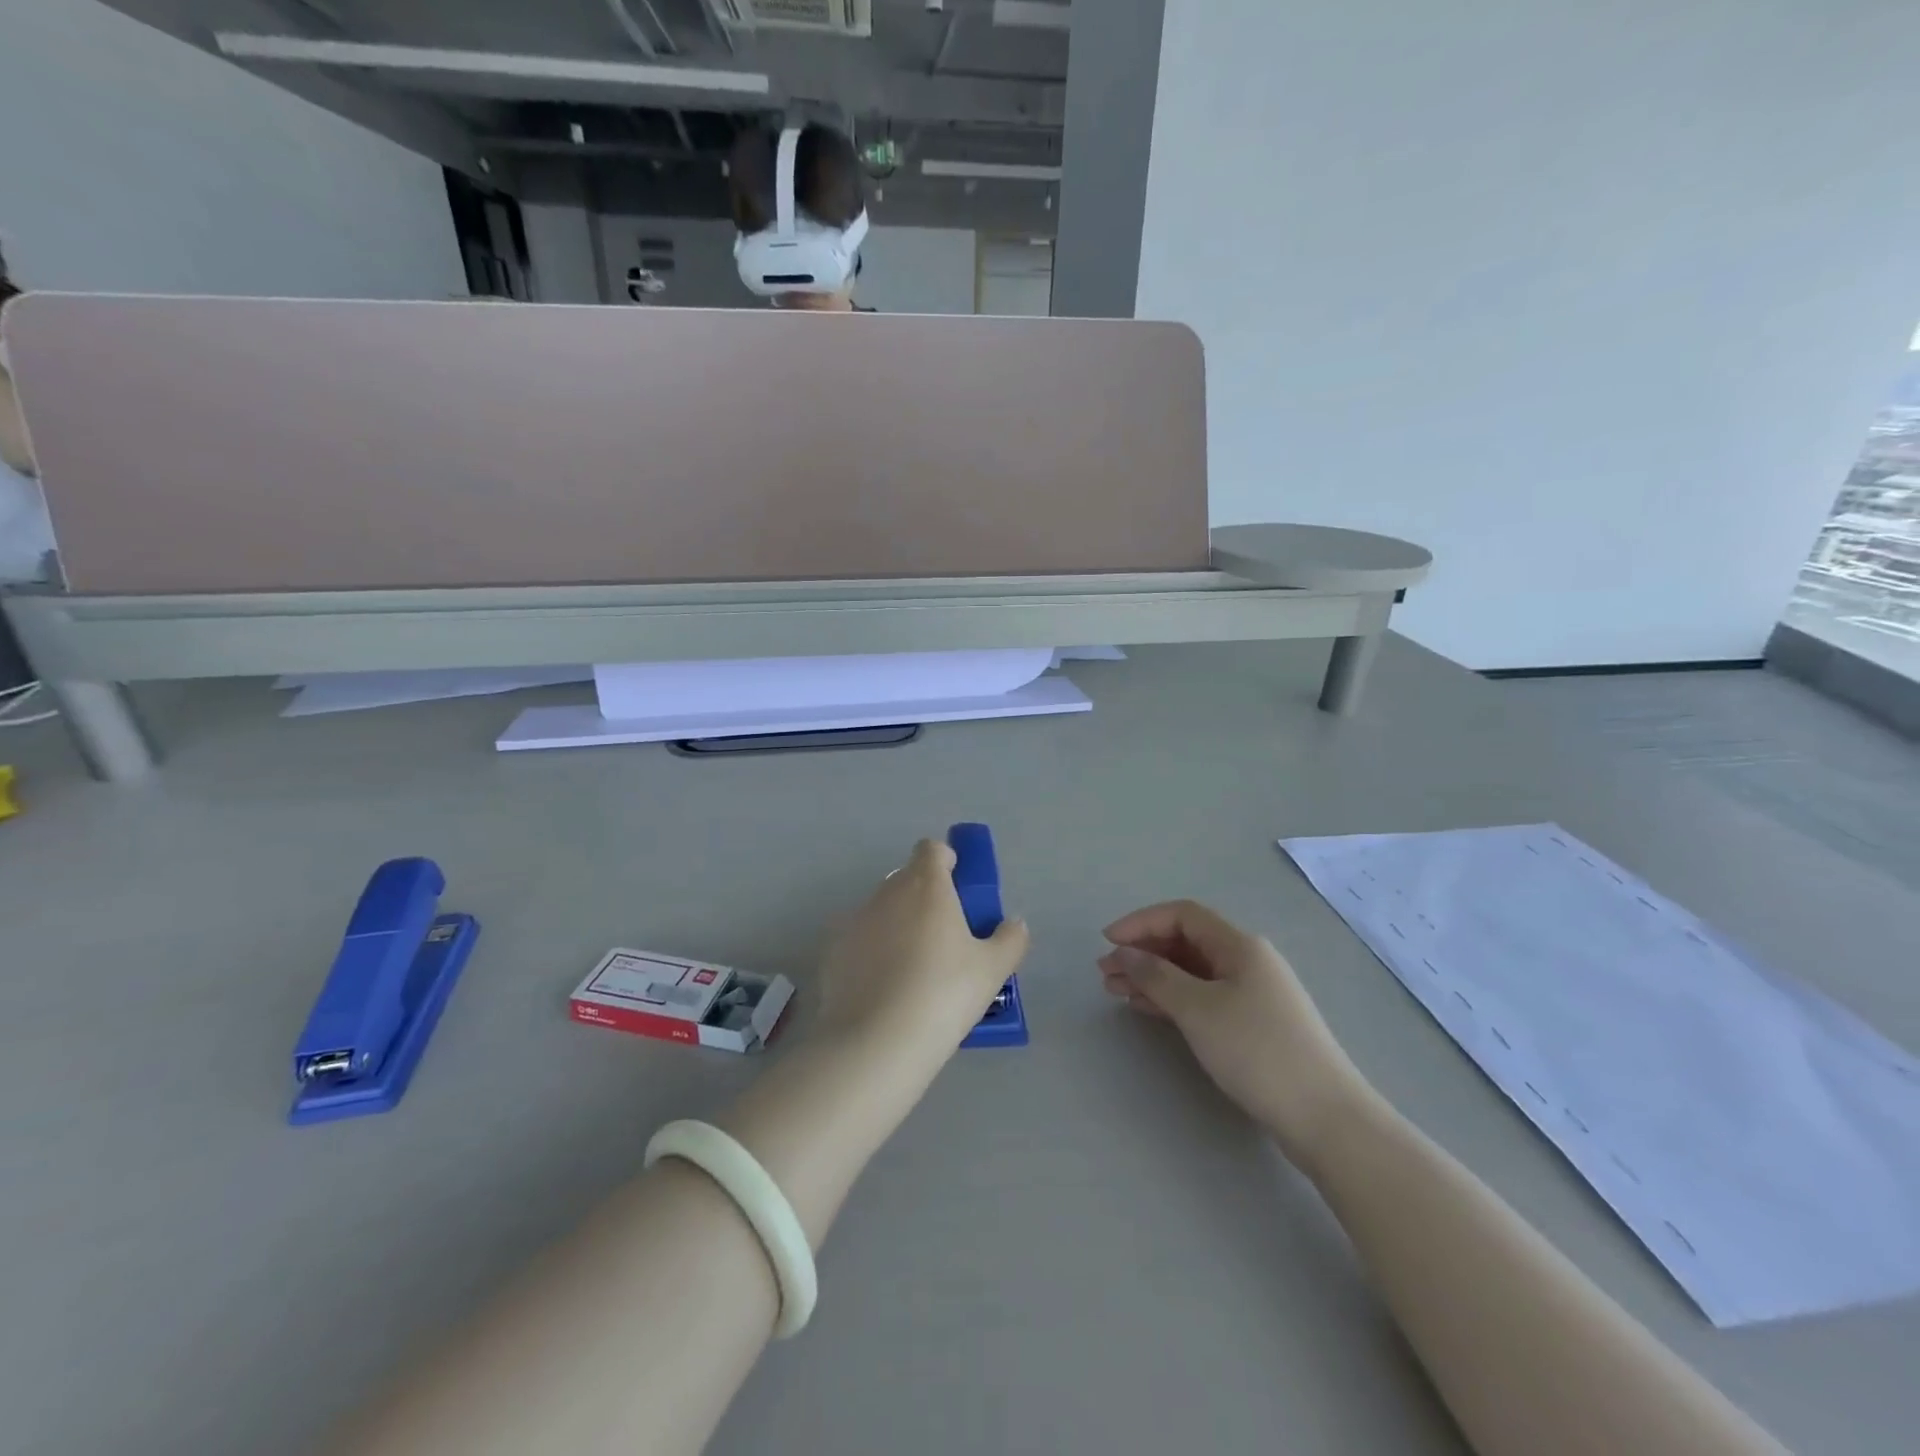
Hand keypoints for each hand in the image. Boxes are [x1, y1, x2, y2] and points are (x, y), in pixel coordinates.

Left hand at [816, 838, 1029, 1059]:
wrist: (876, 1042)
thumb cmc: (944, 994)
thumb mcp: (992, 970)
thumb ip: (1010, 939)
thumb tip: (1014, 924)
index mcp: (926, 885)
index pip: (931, 849)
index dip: (946, 862)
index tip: (959, 891)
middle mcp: (886, 893)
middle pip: (907, 880)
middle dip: (925, 899)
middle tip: (945, 940)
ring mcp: (854, 921)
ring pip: (882, 911)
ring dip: (898, 927)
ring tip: (914, 973)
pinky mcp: (833, 951)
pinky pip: (859, 941)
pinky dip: (872, 954)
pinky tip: (884, 991)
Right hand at [1100, 900, 1367, 1161]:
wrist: (1325, 1117)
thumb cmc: (1257, 1051)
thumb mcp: (1198, 1009)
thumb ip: (1156, 976)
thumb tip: (1125, 953)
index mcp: (1239, 945)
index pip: (1182, 915)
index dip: (1141, 922)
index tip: (1106, 941)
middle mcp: (1247, 961)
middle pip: (1186, 942)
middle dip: (1143, 952)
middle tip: (1106, 974)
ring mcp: (1253, 993)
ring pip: (1192, 972)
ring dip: (1153, 977)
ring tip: (1117, 992)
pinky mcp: (1253, 1024)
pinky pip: (1203, 997)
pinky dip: (1172, 998)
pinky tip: (1148, 1010)